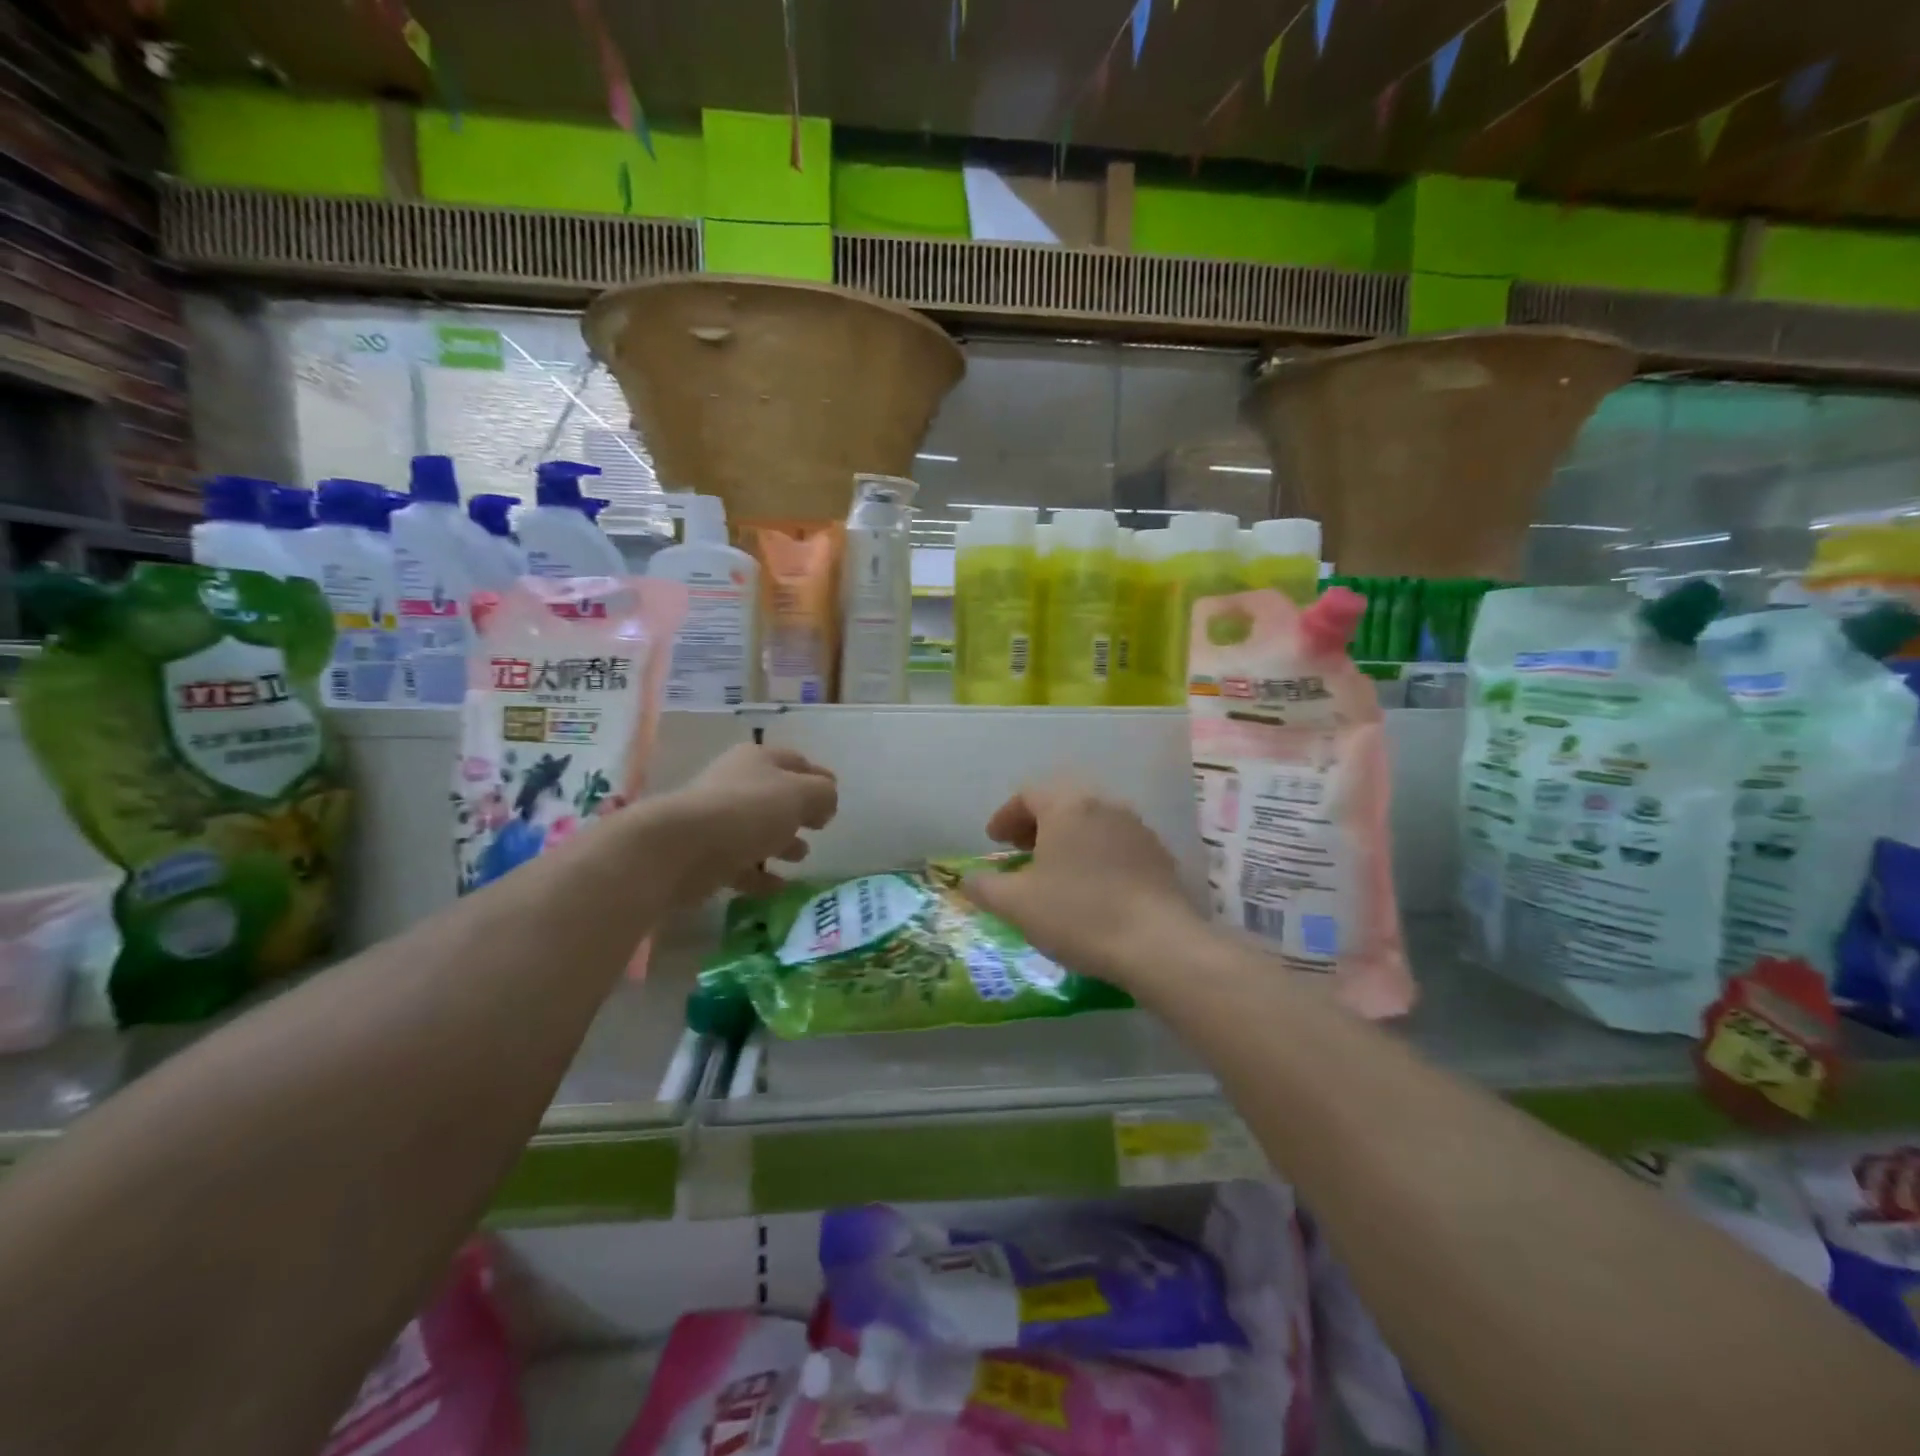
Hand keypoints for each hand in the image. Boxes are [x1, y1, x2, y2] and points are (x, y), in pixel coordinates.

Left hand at [653, 744, 837, 899]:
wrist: (680, 849)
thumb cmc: (748, 811)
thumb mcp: (800, 794)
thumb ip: (823, 794)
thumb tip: (825, 802)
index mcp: (758, 760)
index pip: (796, 762)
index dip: (819, 777)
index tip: (835, 797)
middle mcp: (736, 784)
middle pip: (775, 795)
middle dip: (799, 811)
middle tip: (820, 827)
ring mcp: (717, 820)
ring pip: (757, 830)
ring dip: (780, 842)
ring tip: (801, 857)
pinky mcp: (705, 856)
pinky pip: (741, 864)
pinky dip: (760, 874)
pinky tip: (778, 887)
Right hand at [960, 780, 1203, 992]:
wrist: (1158, 944)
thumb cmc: (1078, 914)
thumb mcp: (1016, 904)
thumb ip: (984, 887)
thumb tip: (967, 881)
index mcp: (1068, 805)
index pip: (1029, 794)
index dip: (1005, 816)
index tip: (994, 841)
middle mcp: (1105, 805)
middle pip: (1063, 803)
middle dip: (1036, 825)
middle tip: (1020, 851)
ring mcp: (1137, 828)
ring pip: (1092, 823)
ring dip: (1068, 840)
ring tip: (1054, 872)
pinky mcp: (1159, 855)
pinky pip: (1116, 844)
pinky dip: (1095, 856)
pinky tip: (1091, 888)